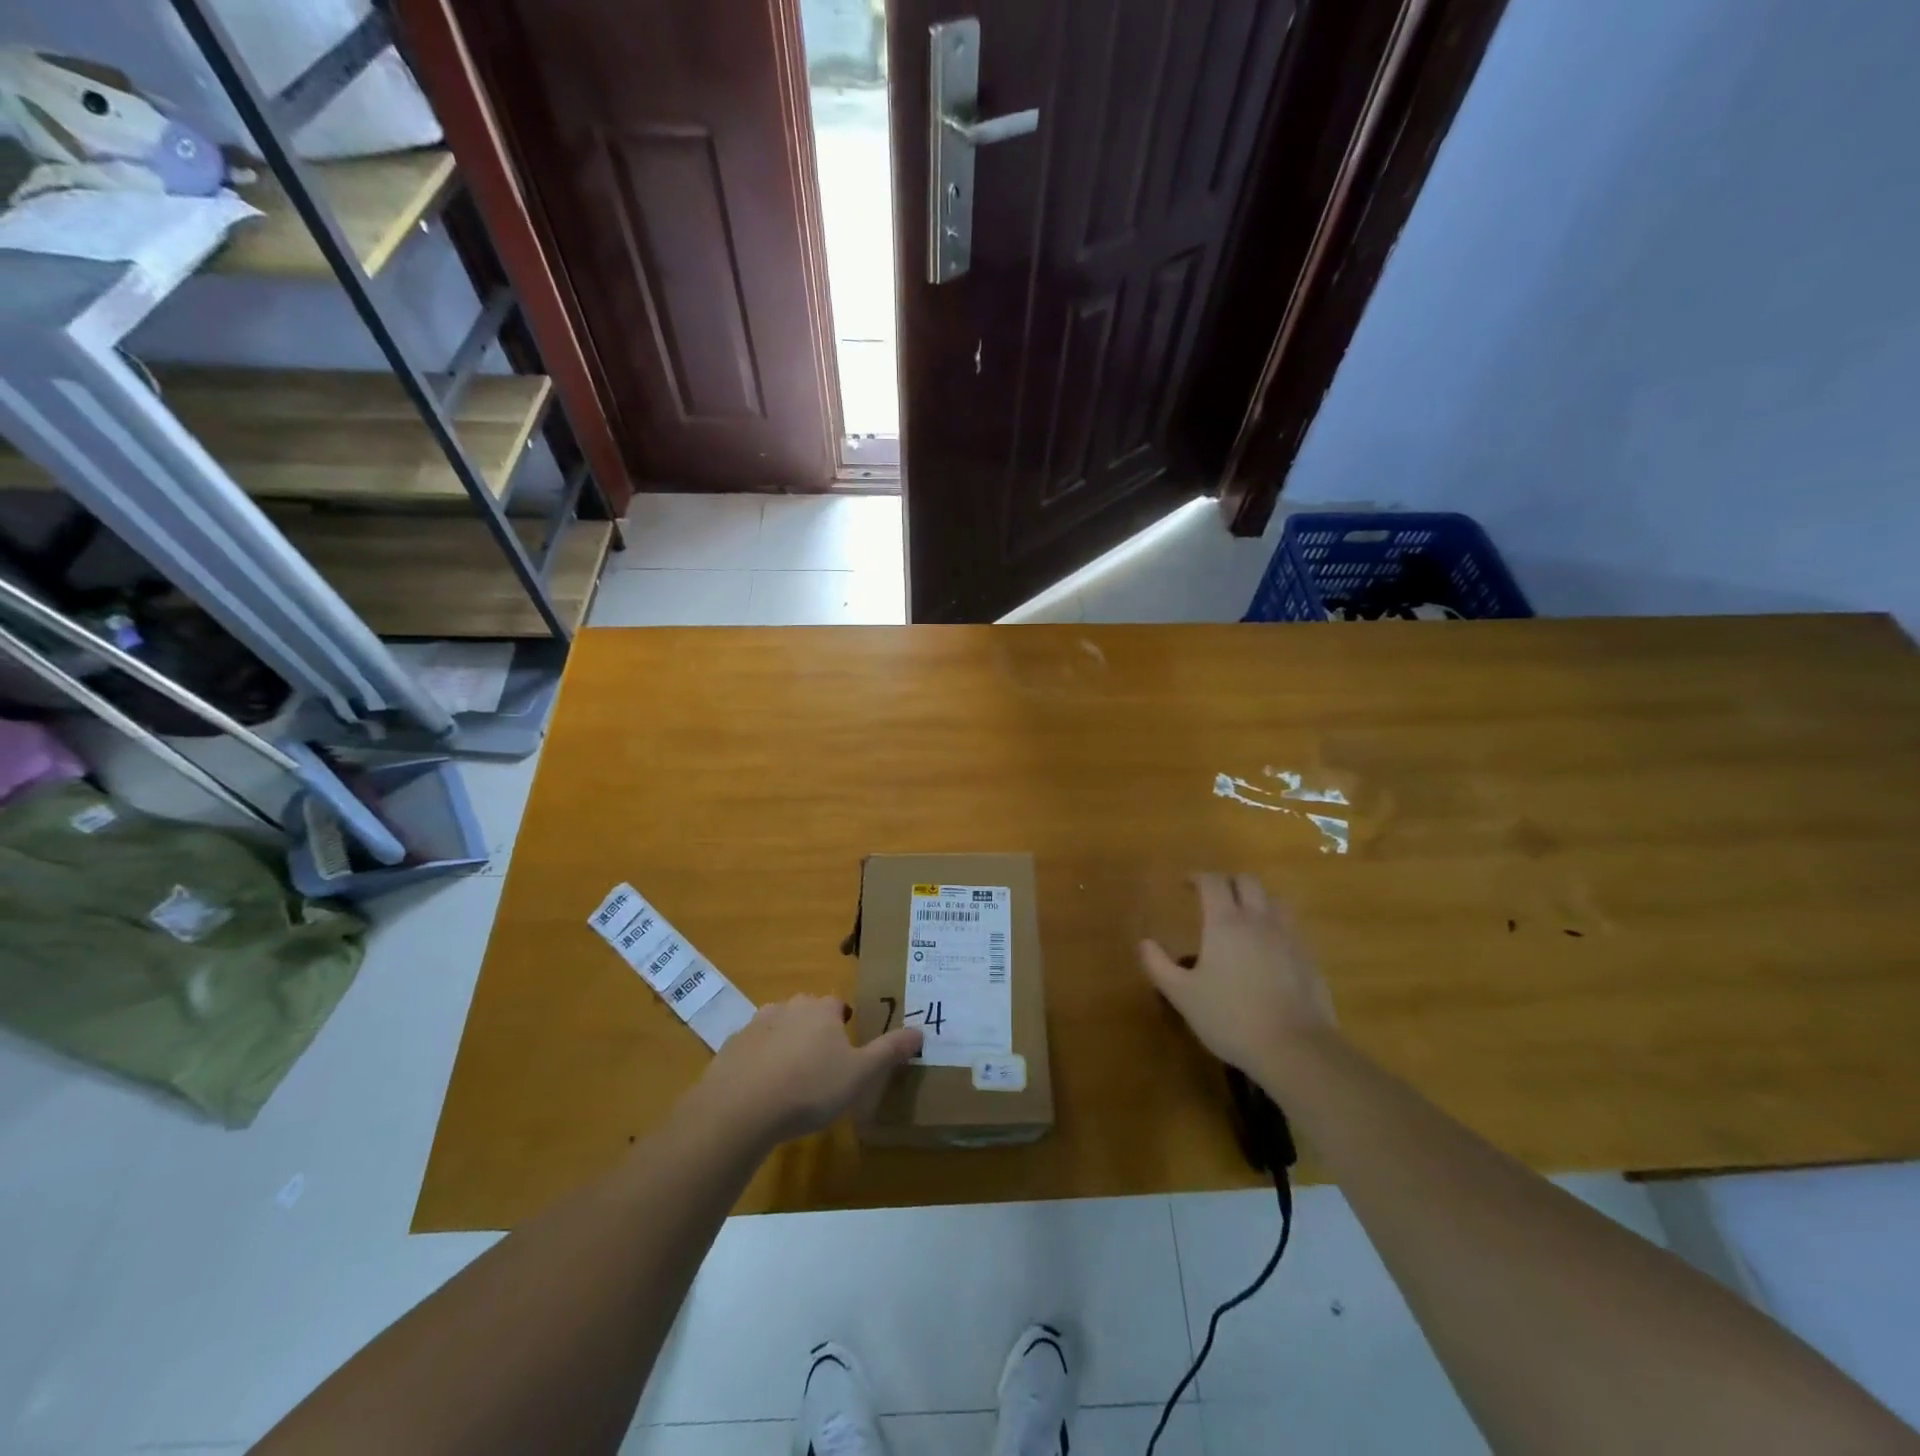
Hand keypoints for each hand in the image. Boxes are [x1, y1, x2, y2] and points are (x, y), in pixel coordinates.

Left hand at [688, 995, 922, 1146]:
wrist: (741, 1108)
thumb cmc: (810, 1087)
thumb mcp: (860, 1074)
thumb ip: (890, 1051)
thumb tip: (920, 1031)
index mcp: (821, 1010)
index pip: (838, 1004)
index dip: (844, 1023)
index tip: (847, 1049)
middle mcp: (789, 1007)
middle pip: (807, 1012)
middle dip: (815, 1032)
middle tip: (822, 1066)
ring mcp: (756, 1025)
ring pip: (778, 1027)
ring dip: (785, 1044)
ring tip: (791, 1079)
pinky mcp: (731, 1047)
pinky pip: (752, 1050)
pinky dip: (759, 1062)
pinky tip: (762, 1091)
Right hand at [1138, 873, 1336, 1075]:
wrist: (1296, 1049)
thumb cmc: (1231, 1017)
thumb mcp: (1183, 995)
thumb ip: (1159, 965)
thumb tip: (1143, 943)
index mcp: (1225, 923)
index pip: (1213, 882)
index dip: (1198, 877)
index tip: (1185, 884)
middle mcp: (1259, 920)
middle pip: (1248, 882)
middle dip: (1229, 882)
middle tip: (1214, 897)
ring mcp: (1289, 938)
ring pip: (1275, 901)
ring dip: (1258, 900)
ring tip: (1245, 918)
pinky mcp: (1309, 959)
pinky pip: (1292, 928)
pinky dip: (1276, 927)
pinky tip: (1269, 950)